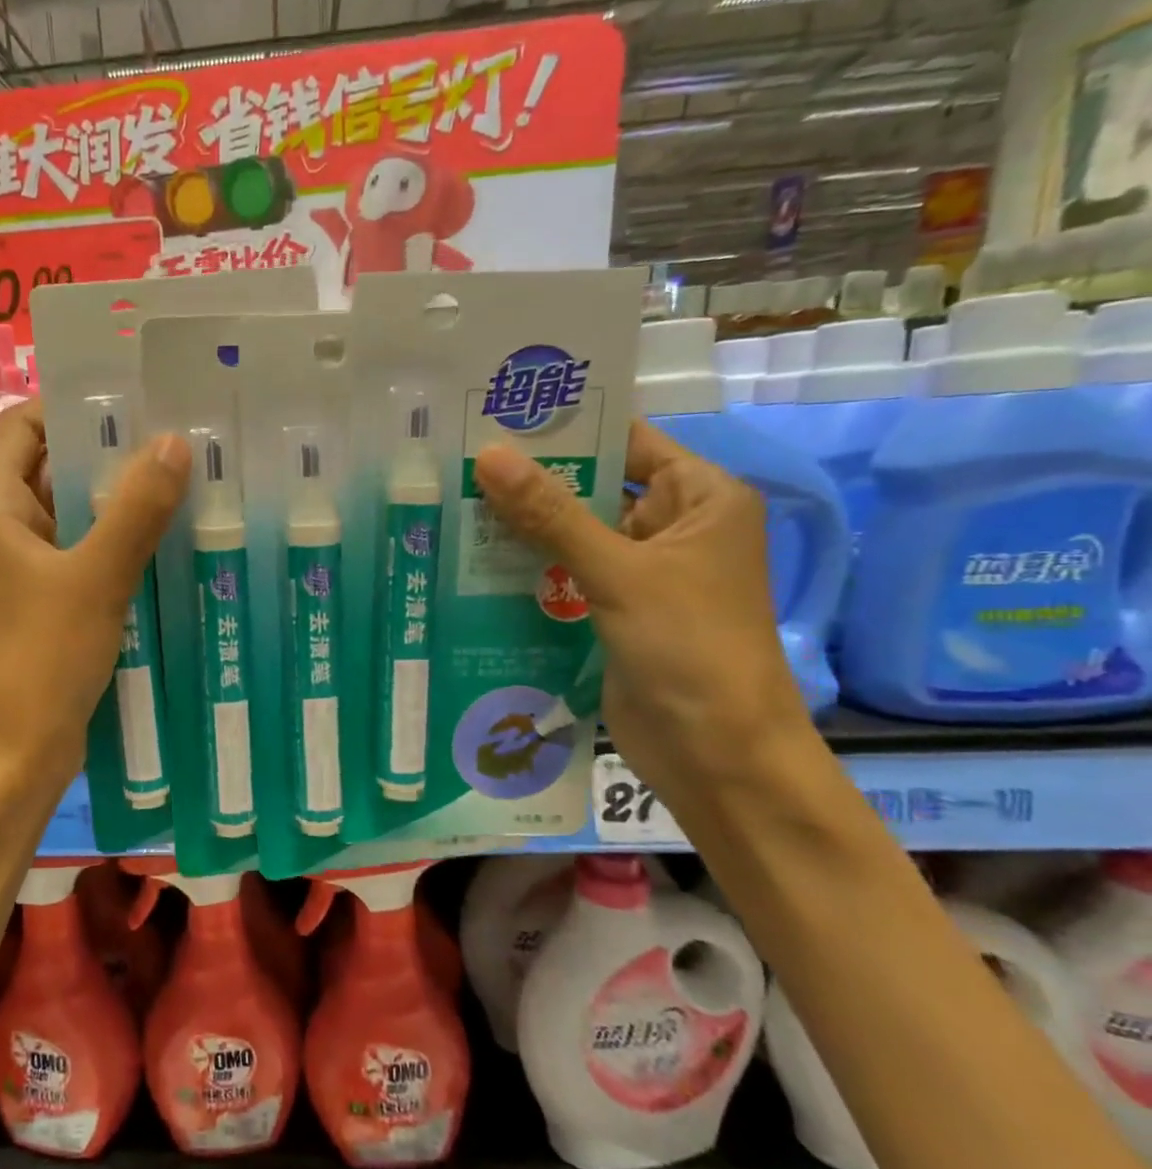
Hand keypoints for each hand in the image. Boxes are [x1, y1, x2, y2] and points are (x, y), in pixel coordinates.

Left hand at [0, 400, 190, 783]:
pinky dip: (118, 538)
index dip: (71, 406)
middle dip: (107, 450)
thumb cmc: (44, 658)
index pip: (23, 425)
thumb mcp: (96, 577)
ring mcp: (26, 567)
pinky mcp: (47, 600)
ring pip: (73, 512)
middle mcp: (4, 528)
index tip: (132, 401)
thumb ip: (135, 508)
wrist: (19, 750)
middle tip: (174, 436)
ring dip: (118, 497)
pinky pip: (83, 551)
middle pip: (52, 465)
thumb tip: (174, 441)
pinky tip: (166, 537)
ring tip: (182, 478)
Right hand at [471, 420, 813, 811]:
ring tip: (451, 502)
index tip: (497, 414)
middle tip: (457, 458)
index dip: (567, 428)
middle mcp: (672, 528)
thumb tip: (488, 454)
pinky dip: (527, 568)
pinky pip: (564, 575)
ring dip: (522, 527)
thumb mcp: (618, 572)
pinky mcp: (613, 611)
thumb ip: (551, 514)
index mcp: (699, 499)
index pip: (627, 441)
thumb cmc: (688, 647)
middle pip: (593, 487)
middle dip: (532, 480)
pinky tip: (472, 559)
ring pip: (573, 534)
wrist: (716, 754)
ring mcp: (641, 573)